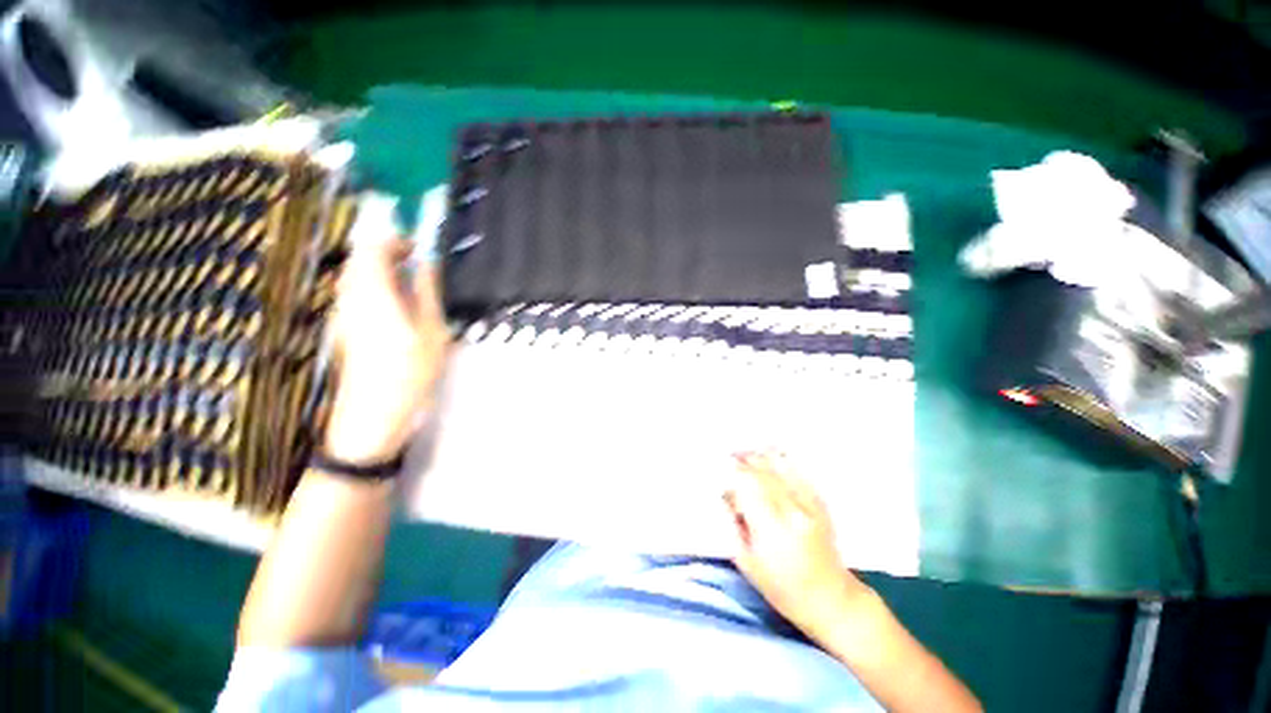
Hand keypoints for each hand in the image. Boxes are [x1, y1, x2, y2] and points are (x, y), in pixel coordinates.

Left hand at [322, 239, 448, 464]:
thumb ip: (426, 291)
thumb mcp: (432, 330)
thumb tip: (426, 263)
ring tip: (413, 290)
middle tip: (419, 268)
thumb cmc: (411, 371)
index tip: (420, 248)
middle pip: (360, 259)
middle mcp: (350, 298)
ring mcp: (342, 314)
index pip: (372, 247)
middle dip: (389, 255)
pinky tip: (398, 311)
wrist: (375, 414)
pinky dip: (376, 290)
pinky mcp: (343, 328)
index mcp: (373, 294)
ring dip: (383, 272)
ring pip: (356, 276)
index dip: (395, 240)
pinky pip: (356, 294)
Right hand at [724, 452, 868, 634]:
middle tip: (730, 453)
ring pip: (781, 467)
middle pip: (764, 473)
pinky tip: (770, 453)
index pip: (748, 486)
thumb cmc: (782, 588)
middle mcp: (792, 511)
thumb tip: (725, 493)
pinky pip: (798, 471)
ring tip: (747, 451)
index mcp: (771, 529)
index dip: (734, 471)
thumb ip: (733, 523)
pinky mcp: (820, 503)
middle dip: (745, 459)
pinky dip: (782, 459)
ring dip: (762, 456)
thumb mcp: (746, 561)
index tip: (722, 463)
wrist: (830, 598)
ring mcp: (809, 504)